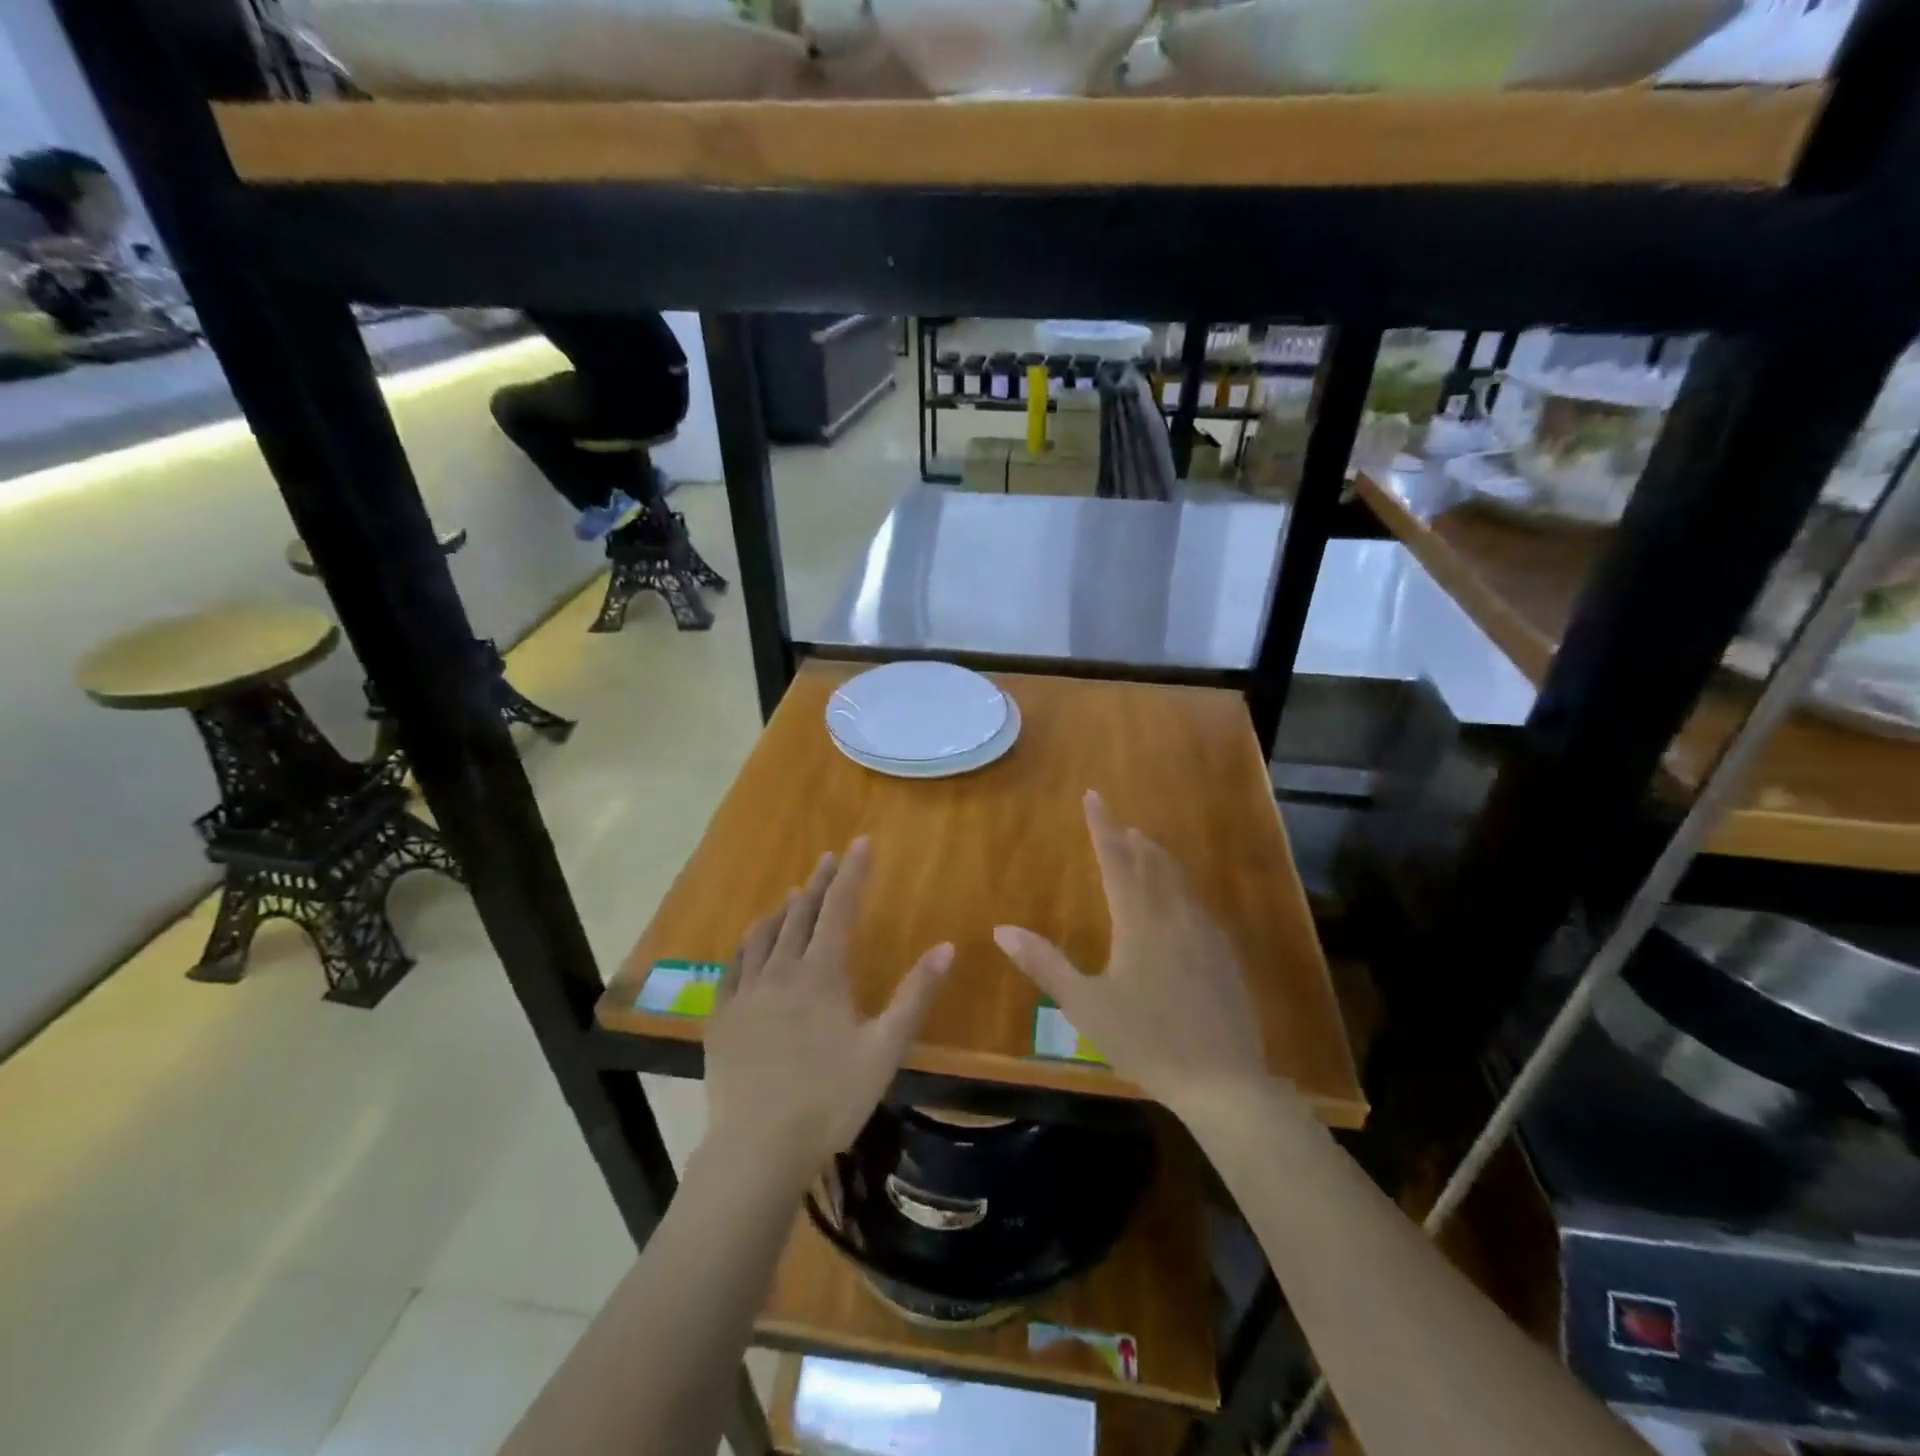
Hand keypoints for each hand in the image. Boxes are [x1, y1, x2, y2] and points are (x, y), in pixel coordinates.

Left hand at [703, 838, 953, 1189]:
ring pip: (765, 934)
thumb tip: (947, 947)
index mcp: (822, 974)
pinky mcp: (721, 1016)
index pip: (841, 908)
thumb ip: (915, 995)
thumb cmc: (830, 1099)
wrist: (758, 1148)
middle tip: (830, 857)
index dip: (854, 872)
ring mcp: (746, 992)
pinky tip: (752, 940)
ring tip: (796, 893)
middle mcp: (782, 970)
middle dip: (820, 882)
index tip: (861, 841)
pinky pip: (735, 964)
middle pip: (802, 914)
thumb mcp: (885, 1049)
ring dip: (784, 909)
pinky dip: (749, 942)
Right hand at [993, 791, 1267, 1119]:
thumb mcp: (1084, 1005)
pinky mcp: (1225, 957)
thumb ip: (1044, 964)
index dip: (1102, 827)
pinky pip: (1199, 907)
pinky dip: (1183, 891)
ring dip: (1161, 861)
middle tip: (1122, 825)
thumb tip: (1002, 929)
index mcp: (1138, 922)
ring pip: (1181, 883)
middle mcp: (1174, 917)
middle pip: (1154, 865)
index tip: (1093, 796)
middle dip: (1134, 841)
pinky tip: (1184, 906)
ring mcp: (1205, 935)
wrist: (1223, 1081)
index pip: (1116, 861)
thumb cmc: (1146, 1041)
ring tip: (1149, 850)